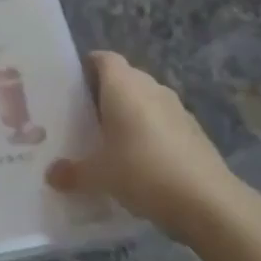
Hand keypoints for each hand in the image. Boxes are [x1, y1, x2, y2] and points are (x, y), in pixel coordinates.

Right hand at [48, 51, 245, 237]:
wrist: (208, 202)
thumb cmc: (142, 172)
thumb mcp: (98, 175)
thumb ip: (72, 172)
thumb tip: (52, 175)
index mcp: (124, 86)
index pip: (103, 59)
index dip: (86, 67)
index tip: (69, 88)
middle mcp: (151, 88)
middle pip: (123, 79)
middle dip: (103, 94)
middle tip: (81, 119)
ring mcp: (176, 108)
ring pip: (144, 101)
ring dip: (128, 115)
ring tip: (108, 141)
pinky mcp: (193, 131)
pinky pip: (162, 122)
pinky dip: (148, 133)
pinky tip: (138, 162)